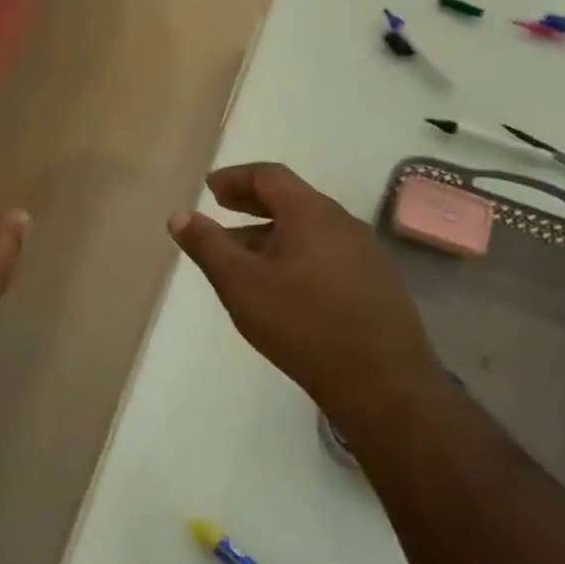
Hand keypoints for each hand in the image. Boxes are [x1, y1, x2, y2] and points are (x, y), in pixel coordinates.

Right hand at [168, 163, 442, 435]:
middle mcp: (344, 225)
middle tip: (223, 209)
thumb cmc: (303, 325)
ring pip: (310, 229)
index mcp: (312, 215)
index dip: (235, 178)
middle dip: (253, 202)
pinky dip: (295, 253)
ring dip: (272, 232)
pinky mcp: (376, 286)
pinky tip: (281, 284)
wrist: (385, 387)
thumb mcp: (240, 284)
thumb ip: (207, 245)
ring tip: (243, 254)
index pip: (270, 176)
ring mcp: (366, 256)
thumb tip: (179, 215)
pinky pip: (326, 253)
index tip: (209, 188)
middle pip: (292, 199)